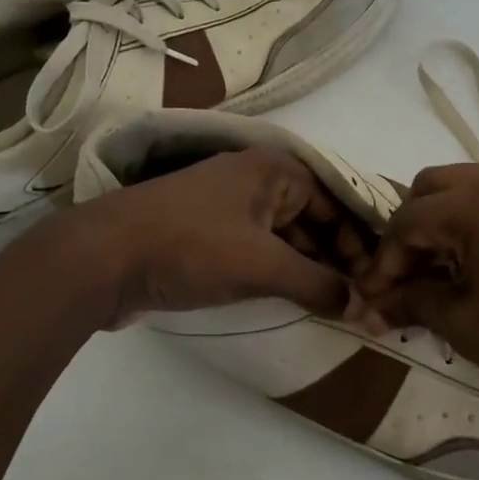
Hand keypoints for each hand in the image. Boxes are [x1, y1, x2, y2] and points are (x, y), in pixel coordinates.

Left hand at [23, 148, 366, 326]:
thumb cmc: (191, 247)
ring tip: (334, 307)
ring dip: (309, 270)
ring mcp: (228, 208)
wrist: (101, 258)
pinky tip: (295, 301)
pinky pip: (258, 251)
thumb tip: (365, 309)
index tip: (377, 284)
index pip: (336, 204)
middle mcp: (255, 180)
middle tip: (360, 302)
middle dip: (337, 260)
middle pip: (313, 220)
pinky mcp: (207, 236)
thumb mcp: (263, 265)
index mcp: (274, 170)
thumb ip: (319, 285)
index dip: (360, 244)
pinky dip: (279, 274)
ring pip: (285, 238)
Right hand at [355, 156, 478, 411]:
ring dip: (459, 216)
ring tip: (467, 265)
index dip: (386, 259)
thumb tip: (376, 302)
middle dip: (417, 227)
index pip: (409, 219)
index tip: (377, 295)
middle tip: (419, 274)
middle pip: (438, 185)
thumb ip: (415, 301)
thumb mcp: (468, 326)